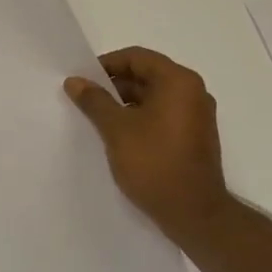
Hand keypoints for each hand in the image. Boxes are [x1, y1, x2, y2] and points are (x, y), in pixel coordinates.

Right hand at [65, 47, 232, 248]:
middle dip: (114, 85)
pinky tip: (119, 136)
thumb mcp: (116, 129)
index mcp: (178, 81)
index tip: (82, 81)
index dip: (106, 65)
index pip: (137, 58)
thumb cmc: (154, 163)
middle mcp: (193, 92)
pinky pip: (163, 115)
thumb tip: (75, 81)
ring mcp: (197, 116)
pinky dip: (141, 118)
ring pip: (154, 97)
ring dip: (126, 103)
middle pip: (147, 75)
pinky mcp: (195, 137)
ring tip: (98, 120)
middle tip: (85, 100)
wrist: (194, 214)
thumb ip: (94, 101)